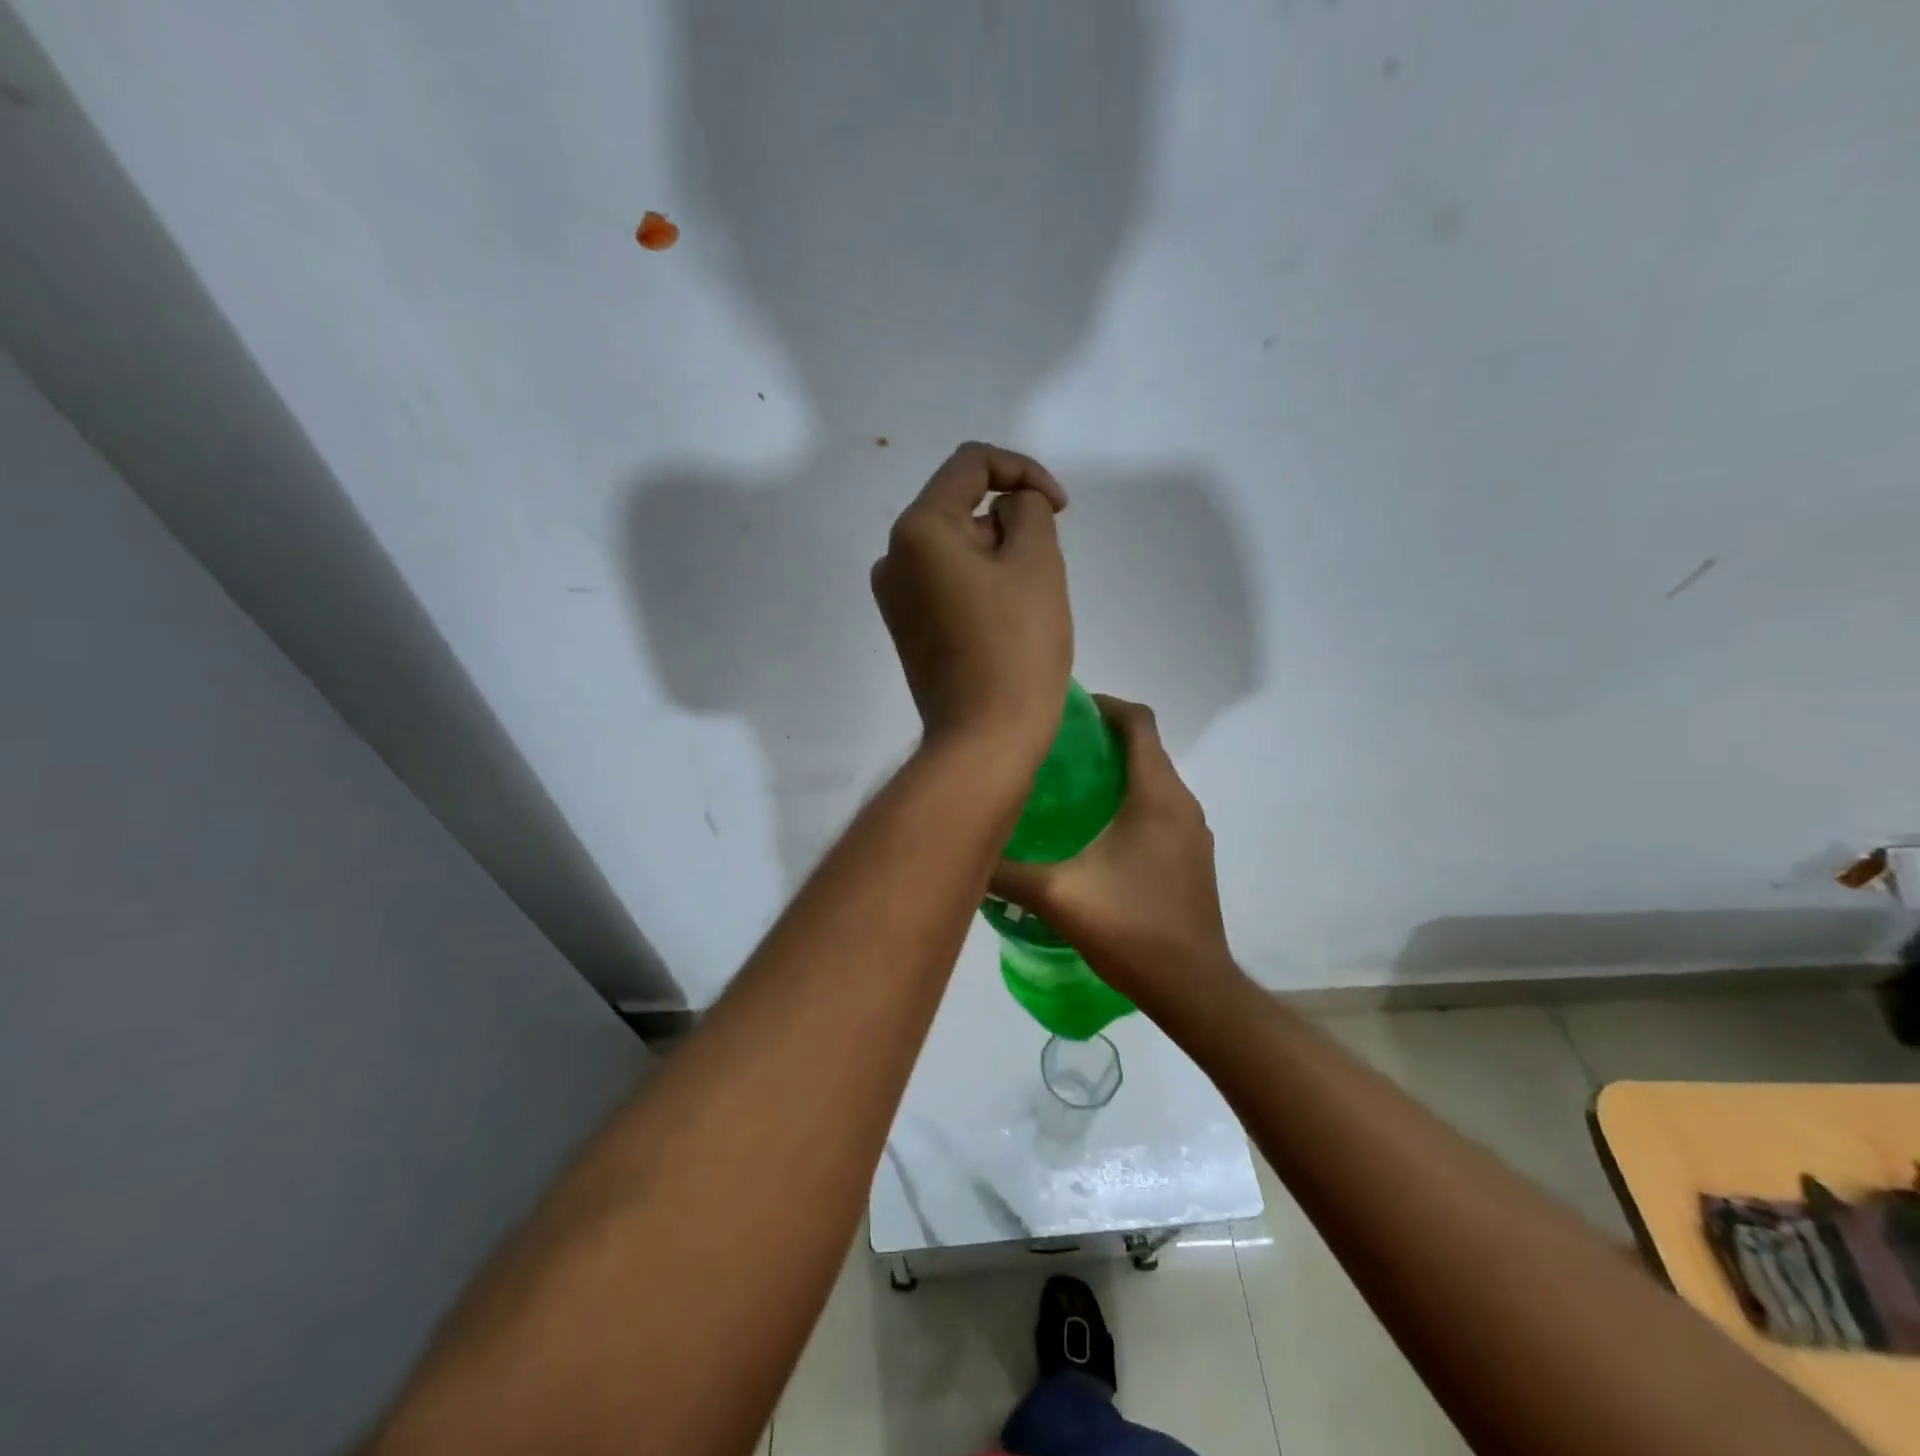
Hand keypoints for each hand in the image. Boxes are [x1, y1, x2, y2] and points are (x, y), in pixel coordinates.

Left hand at [872, 443, 1071, 766]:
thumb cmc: (1017, 647)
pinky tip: (1005, 624)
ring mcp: (895, 598)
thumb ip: (1028, 510)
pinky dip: (981, 586)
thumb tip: (1009, 509)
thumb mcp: (1037, 561)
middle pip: (961, 508)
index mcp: (917, 529)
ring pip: (957, 549)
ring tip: (1029, 604)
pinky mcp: (907, 630)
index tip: (1061, 509)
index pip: (971, 464)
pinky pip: (947, 585)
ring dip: (999, 557)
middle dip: (1011, 525)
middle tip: (1046, 569)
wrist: (985, 739)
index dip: (1023, 470)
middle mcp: (893, 557)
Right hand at [989, 696, 1236, 1007]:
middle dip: (1100, 740)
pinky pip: (1158, 810)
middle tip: (1050, 750)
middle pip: (1144, 748)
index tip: (1064, 710)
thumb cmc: (1131, 929)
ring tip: (1064, 788)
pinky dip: (1127, 803)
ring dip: (1114, 773)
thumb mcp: (1057, 896)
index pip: (1138, 722)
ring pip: (1152, 781)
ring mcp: (1192, 832)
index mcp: (1156, 795)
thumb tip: (963, 848)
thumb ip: (1006, 870)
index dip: (1103, 705)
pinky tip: (1092, 834)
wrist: (1193, 989)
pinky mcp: (1191, 857)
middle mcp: (1181, 803)